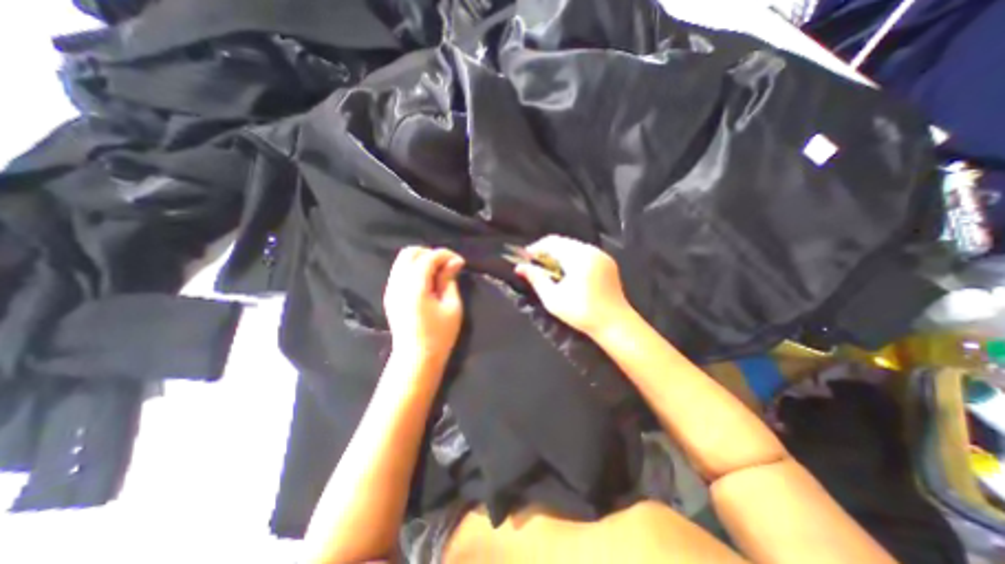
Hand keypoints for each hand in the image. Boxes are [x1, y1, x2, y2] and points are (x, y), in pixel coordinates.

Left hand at [387, 247, 466, 365]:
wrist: (416, 357)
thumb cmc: (439, 335)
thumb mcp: (452, 306)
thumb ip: (449, 280)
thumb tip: (454, 261)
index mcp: (415, 287)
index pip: (428, 258)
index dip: (445, 255)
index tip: (460, 262)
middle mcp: (398, 284)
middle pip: (410, 253)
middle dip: (430, 253)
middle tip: (447, 265)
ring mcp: (391, 289)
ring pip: (402, 260)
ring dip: (421, 259)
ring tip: (438, 272)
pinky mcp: (390, 295)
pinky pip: (400, 271)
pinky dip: (414, 268)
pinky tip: (427, 281)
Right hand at [514, 234, 628, 339]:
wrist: (615, 324)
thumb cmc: (582, 313)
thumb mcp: (553, 299)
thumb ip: (536, 279)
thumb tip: (520, 267)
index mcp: (579, 257)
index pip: (552, 242)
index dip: (536, 248)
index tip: (525, 259)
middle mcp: (592, 251)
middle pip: (563, 242)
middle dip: (547, 251)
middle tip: (535, 265)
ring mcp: (602, 256)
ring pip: (574, 246)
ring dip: (559, 254)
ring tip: (550, 270)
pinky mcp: (608, 262)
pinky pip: (585, 253)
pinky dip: (572, 258)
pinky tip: (567, 273)